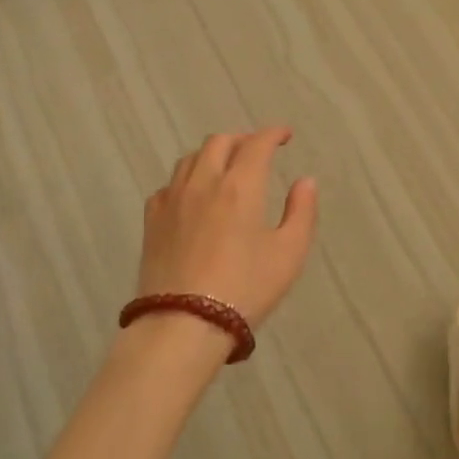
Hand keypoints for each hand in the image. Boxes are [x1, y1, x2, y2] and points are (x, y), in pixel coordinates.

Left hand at [137, 127, 318, 325]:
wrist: (184, 324)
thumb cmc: (246, 288)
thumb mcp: (289, 253)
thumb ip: (301, 212)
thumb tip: (305, 181)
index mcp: (240, 186)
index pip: (256, 144)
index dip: (273, 133)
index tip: (285, 135)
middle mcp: (203, 182)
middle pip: (219, 142)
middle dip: (241, 140)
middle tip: (257, 151)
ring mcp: (172, 200)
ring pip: (190, 159)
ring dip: (212, 155)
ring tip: (225, 169)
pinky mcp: (152, 221)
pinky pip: (169, 185)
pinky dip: (186, 180)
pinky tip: (193, 197)